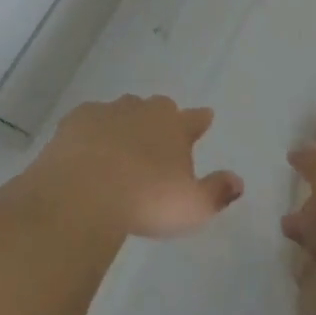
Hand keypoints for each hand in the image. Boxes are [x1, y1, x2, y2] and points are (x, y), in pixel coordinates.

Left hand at [30, 95, 243, 240]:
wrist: (84, 191)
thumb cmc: (145, 200)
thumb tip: (238, 181)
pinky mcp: (77, 120)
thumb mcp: (191, 207)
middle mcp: (144, 112)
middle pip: (158, 108)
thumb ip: (217, 192)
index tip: (205, 118)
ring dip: (126, 123)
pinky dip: (93, 131)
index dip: (200, 120)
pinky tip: (88, 147)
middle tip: (158, 138)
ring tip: (123, 143)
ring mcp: (109, 112)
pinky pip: (90, 120)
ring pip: (124, 109)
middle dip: (161, 119)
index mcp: (175, 128)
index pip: (194, 119)